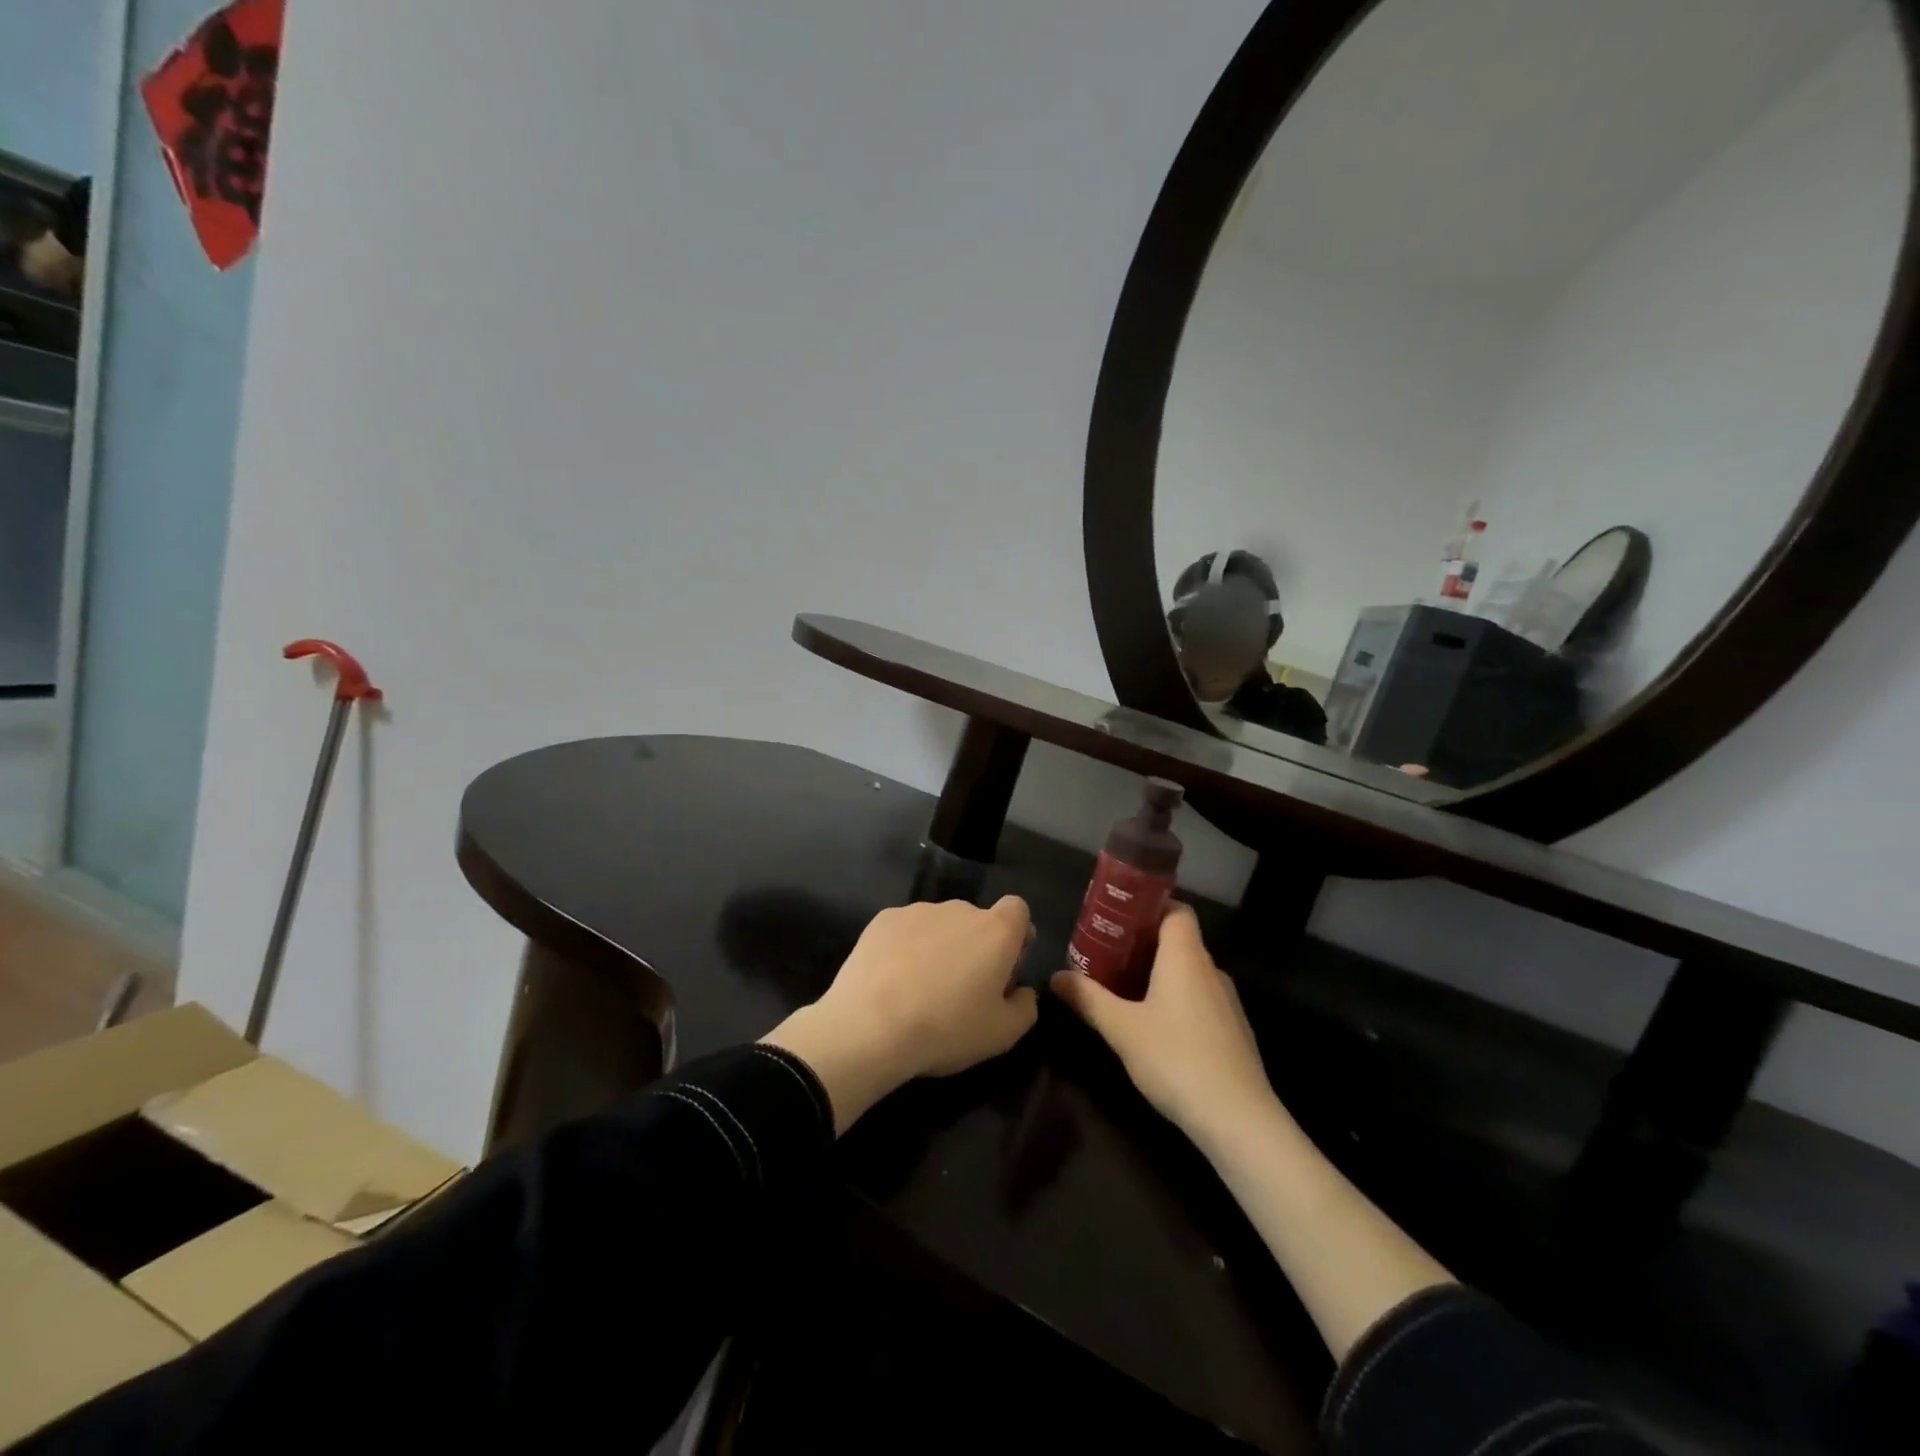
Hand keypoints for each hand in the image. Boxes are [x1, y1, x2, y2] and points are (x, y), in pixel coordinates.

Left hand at [762, 897, 1037, 1132]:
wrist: (870, 1025)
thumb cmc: (947, 1029)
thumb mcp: (1002, 1034)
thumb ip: (1025, 1007)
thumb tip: (1022, 991)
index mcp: (995, 931)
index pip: (1018, 909)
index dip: (1017, 933)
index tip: (1008, 963)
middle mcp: (960, 909)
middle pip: (977, 919)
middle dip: (976, 945)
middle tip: (963, 987)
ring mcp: (918, 910)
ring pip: (940, 924)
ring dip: (940, 945)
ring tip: (921, 987)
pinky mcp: (883, 919)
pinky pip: (906, 929)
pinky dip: (906, 947)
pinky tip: (892, 980)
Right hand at [1050, 903, 1274, 1143]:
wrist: (1238, 1119)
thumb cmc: (1175, 1058)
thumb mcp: (1121, 1028)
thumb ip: (1087, 998)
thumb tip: (1056, 976)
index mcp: (1185, 956)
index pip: (1176, 910)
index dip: (1149, 907)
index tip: (1118, 919)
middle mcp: (1210, 970)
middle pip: (1179, 941)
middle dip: (1143, 944)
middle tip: (1106, 955)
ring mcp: (1227, 1002)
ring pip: (1189, 973)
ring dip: (1159, 975)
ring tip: (1123, 989)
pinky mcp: (1234, 1032)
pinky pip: (1200, 1000)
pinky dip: (1177, 1001)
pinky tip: (1155, 1027)